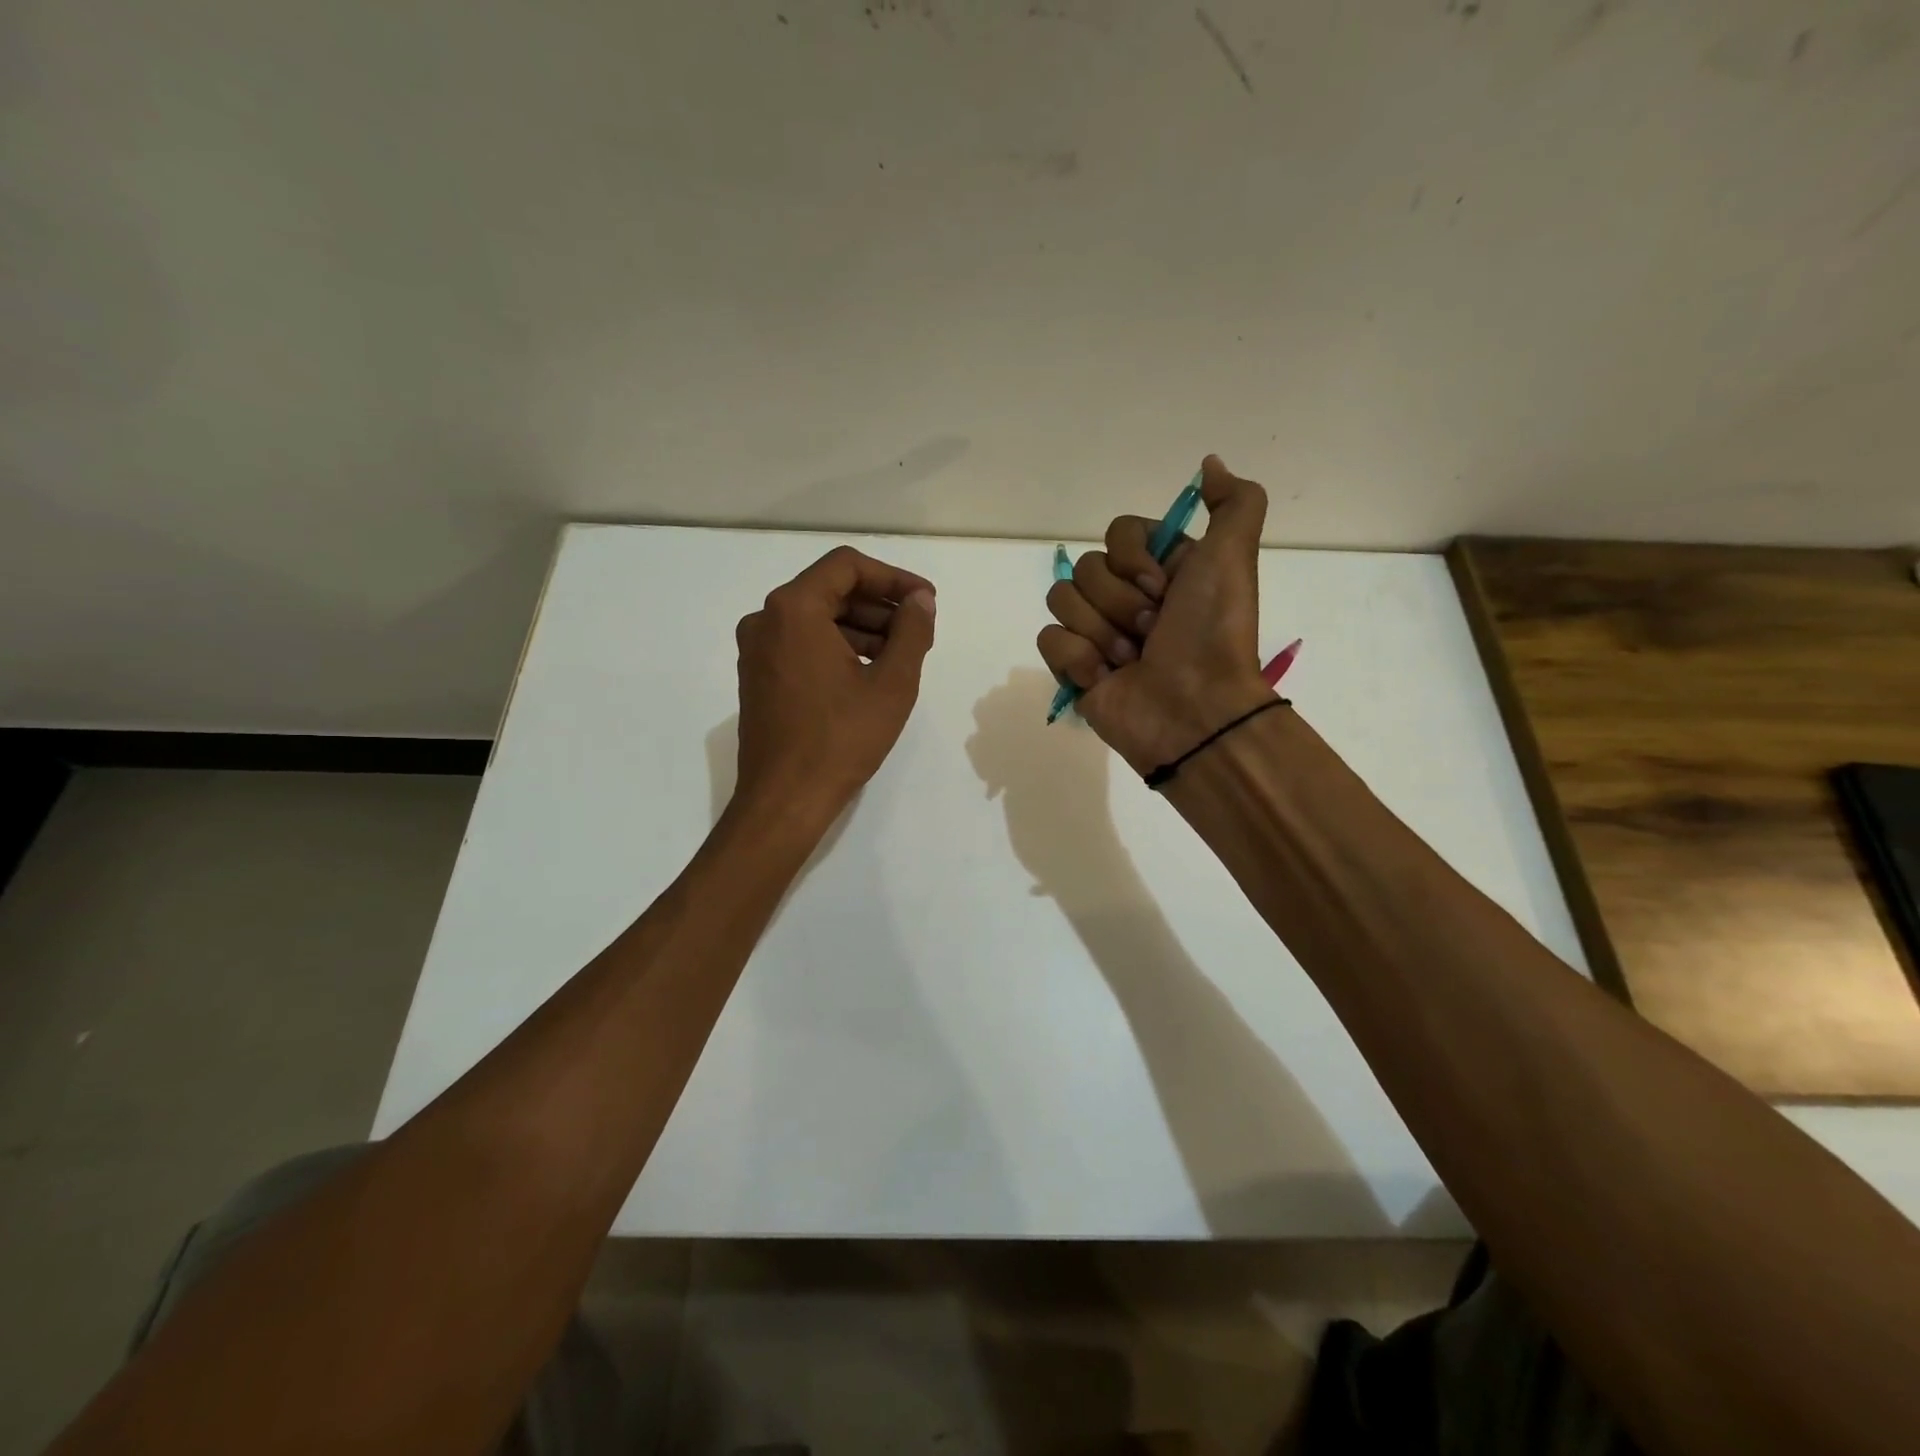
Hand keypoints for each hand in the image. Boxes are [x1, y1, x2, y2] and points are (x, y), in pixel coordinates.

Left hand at [733, 546, 936, 824]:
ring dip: (862, 629)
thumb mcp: (892, 683)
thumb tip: (921, 600)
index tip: (926, 601)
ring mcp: (757, 650)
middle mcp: (766, 619)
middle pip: (831, 590)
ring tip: (901, 656)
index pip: (848, 566)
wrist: (785, 799)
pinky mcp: (758, 677)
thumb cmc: (841, 738)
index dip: (894, 578)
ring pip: (818, 619)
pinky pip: (803, 644)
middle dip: (880, 606)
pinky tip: (869, 674)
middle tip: (919, 631)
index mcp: (794, 609)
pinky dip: (838, 648)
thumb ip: (912, 631)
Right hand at [1037, 455, 1274, 775]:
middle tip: (1152, 632)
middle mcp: (1127, 596)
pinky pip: (1049, 639)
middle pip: (1086, 567)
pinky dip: (1078, 658)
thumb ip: (1234, 503)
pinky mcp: (1073, 667)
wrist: (1194, 710)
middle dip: (1121, 602)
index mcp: (1160, 570)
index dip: (1134, 559)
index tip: (1164, 588)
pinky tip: (1105, 679)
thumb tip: (1209, 463)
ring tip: (1131, 661)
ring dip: (1101, 632)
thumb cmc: (1212, 633)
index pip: (1117, 533)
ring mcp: (1096, 632)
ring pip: (1062, 600)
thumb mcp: (1234, 557)